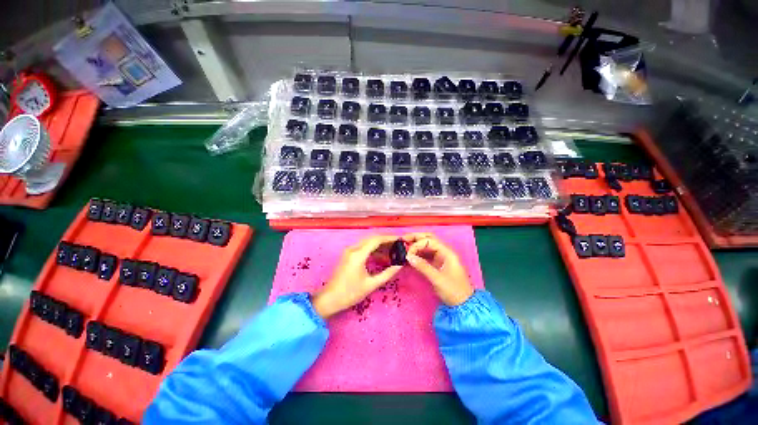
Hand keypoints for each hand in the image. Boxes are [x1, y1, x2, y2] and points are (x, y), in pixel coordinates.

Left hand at [312, 235, 402, 318]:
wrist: (329, 299)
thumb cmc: (350, 293)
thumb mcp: (371, 284)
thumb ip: (387, 274)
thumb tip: (399, 265)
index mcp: (358, 254)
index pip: (376, 240)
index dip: (389, 238)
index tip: (400, 240)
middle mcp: (353, 249)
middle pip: (372, 238)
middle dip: (386, 240)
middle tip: (398, 245)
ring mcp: (349, 251)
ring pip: (367, 242)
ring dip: (380, 245)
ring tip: (393, 251)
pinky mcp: (348, 255)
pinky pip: (363, 247)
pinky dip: (373, 249)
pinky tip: (382, 256)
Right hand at [404, 233, 473, 305]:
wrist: (464, 305)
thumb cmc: (454, 291)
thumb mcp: (437, 279)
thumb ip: (423, 266)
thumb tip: (408, 256)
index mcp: (447, 252)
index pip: (430, 241)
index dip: (417, 244)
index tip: (408, 253)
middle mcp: (444, 252)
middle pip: (429, 239)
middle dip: (416, 238)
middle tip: (403, 240)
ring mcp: (441, 257)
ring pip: (427, 246)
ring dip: (416, 245)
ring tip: (404, 247)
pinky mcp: (437, 264)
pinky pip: (426, 255)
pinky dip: (418, 253)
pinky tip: (410, 256)